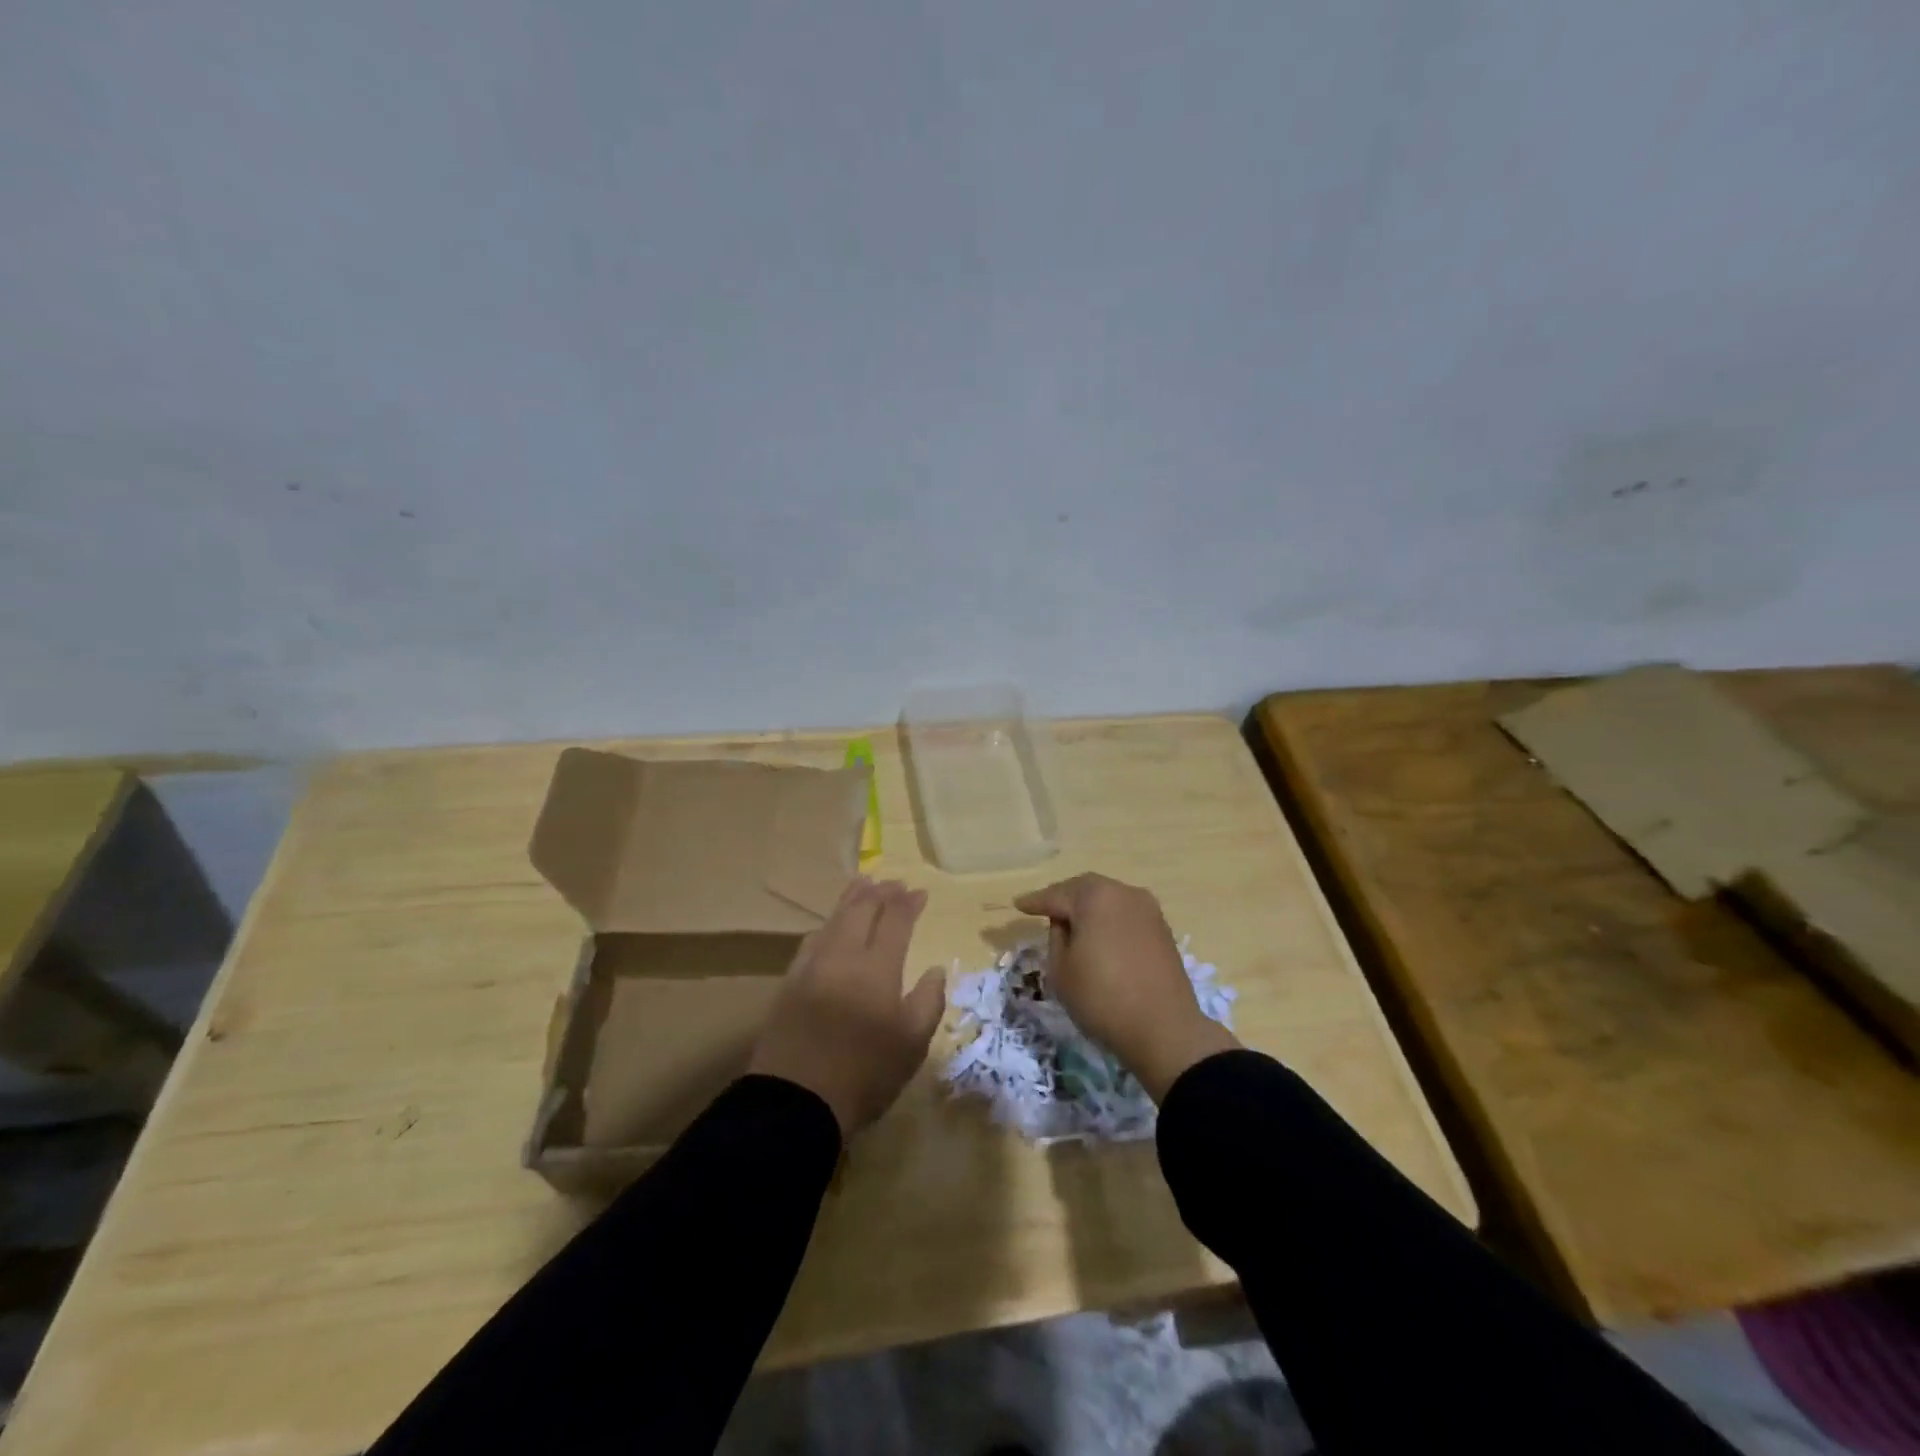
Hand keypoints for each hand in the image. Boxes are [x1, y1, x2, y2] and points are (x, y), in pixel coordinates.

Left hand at [748, 877, 944, 1138]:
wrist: (796, 1101)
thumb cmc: (865, 1074)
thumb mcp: (912, 1045)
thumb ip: (928, 1001)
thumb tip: (935, 969)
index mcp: (878, 969)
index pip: (895, 921)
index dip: (908, 903)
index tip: (919, 892)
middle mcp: (844, 956)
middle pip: (861, 910)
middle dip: (880, 892)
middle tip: (893, 882)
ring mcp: (812, 967)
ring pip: (834, 920)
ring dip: (851, 900)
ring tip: (862, 885)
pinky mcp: (790, 982)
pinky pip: (811, 940)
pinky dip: (827, 924)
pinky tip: (829, 926)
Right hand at [1012, 873, 1238, 1100]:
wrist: (1165, 1030)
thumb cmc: (1102, 998)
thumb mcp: (1061, 970)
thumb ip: (1056, 937)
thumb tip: (1066, 923)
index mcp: (1095, 896)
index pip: (1056, 895)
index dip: (1034, 902)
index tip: (1017, 905)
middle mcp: (1124, 893)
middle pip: (1085, 889)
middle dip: (1063, 898)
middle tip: (1044, 910)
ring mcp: (1148, 910)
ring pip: (1108, 900)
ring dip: (1088, 909)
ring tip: (1071, 923)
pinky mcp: (1162, 930)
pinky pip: (1125, 915)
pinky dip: (1108, 921)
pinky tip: (1099, 936)